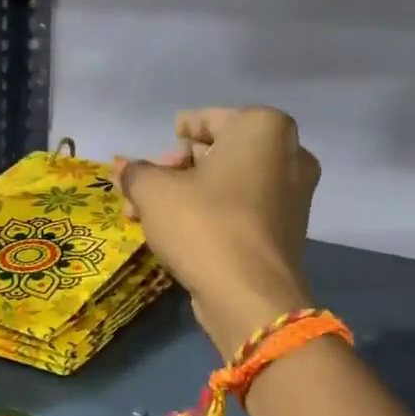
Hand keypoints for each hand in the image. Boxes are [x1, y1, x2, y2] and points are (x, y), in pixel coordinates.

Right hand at [117, 107, 319, 354]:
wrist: (249, 295)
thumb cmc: (203, 225)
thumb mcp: (154, 192)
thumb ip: (135, 173)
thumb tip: (122, 167)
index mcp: (262, 128)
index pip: (207, 119)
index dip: (174, 134)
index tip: (153, 153)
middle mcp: (288, 154)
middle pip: (216, 152)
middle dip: (173, 170)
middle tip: (141, 189)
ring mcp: (292, 194)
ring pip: (226, 184)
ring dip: (185, 194)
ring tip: (145, 214)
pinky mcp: (285, 229)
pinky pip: (240, 209)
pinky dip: (209, 213)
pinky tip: (174, 230)